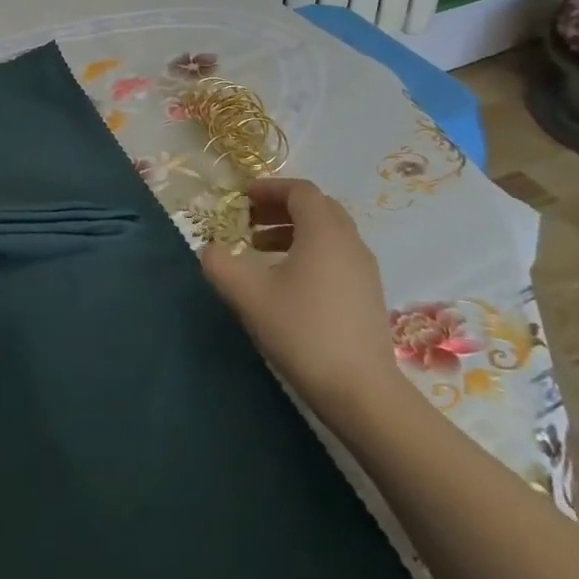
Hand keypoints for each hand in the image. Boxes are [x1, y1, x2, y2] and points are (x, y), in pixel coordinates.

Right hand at [200, 178, 402, 419]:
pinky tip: (288, 281)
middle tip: (250, 220)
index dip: (270, 188)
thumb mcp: (247, 294)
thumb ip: (220, 264)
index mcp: (324, 232)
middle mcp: (350, 243)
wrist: (360, 391)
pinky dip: (310, 252)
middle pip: (318, 208)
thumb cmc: (302, 331)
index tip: (243, 198)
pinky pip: (337, 255)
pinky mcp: (368, 295)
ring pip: (329, 233)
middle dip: (282, 207)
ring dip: (295, 230)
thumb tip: (210, 250)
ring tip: (261, 249)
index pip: (301, 191)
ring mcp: (364, 270)